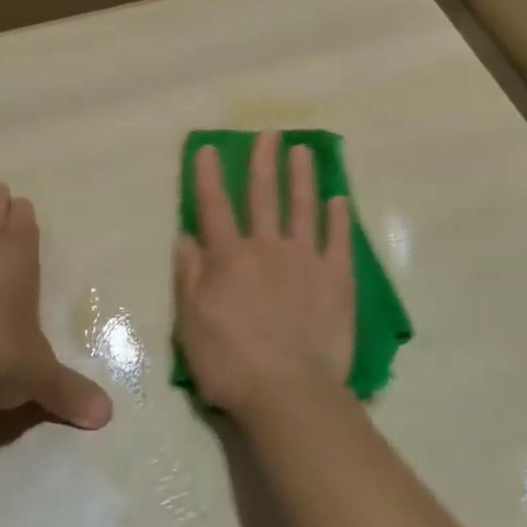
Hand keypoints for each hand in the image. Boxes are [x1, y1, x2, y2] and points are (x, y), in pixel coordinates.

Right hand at [173, 132, 355, 418]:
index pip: (214, 206)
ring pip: (303, 207)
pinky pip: (339, 239)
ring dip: (302, 176)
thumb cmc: (231, 363)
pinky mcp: (337, 278)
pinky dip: (339, 217)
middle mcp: (267, 248)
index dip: (209, 175)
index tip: (208, 147)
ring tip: (303, 150)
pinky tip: (340, 199)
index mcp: (229, 258)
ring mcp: (306, 260)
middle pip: (263, 195)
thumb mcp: (191, 323)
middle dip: (263, 161)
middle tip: (268, 133)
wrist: (289, 393)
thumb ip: (189, 276)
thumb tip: (186, 236)